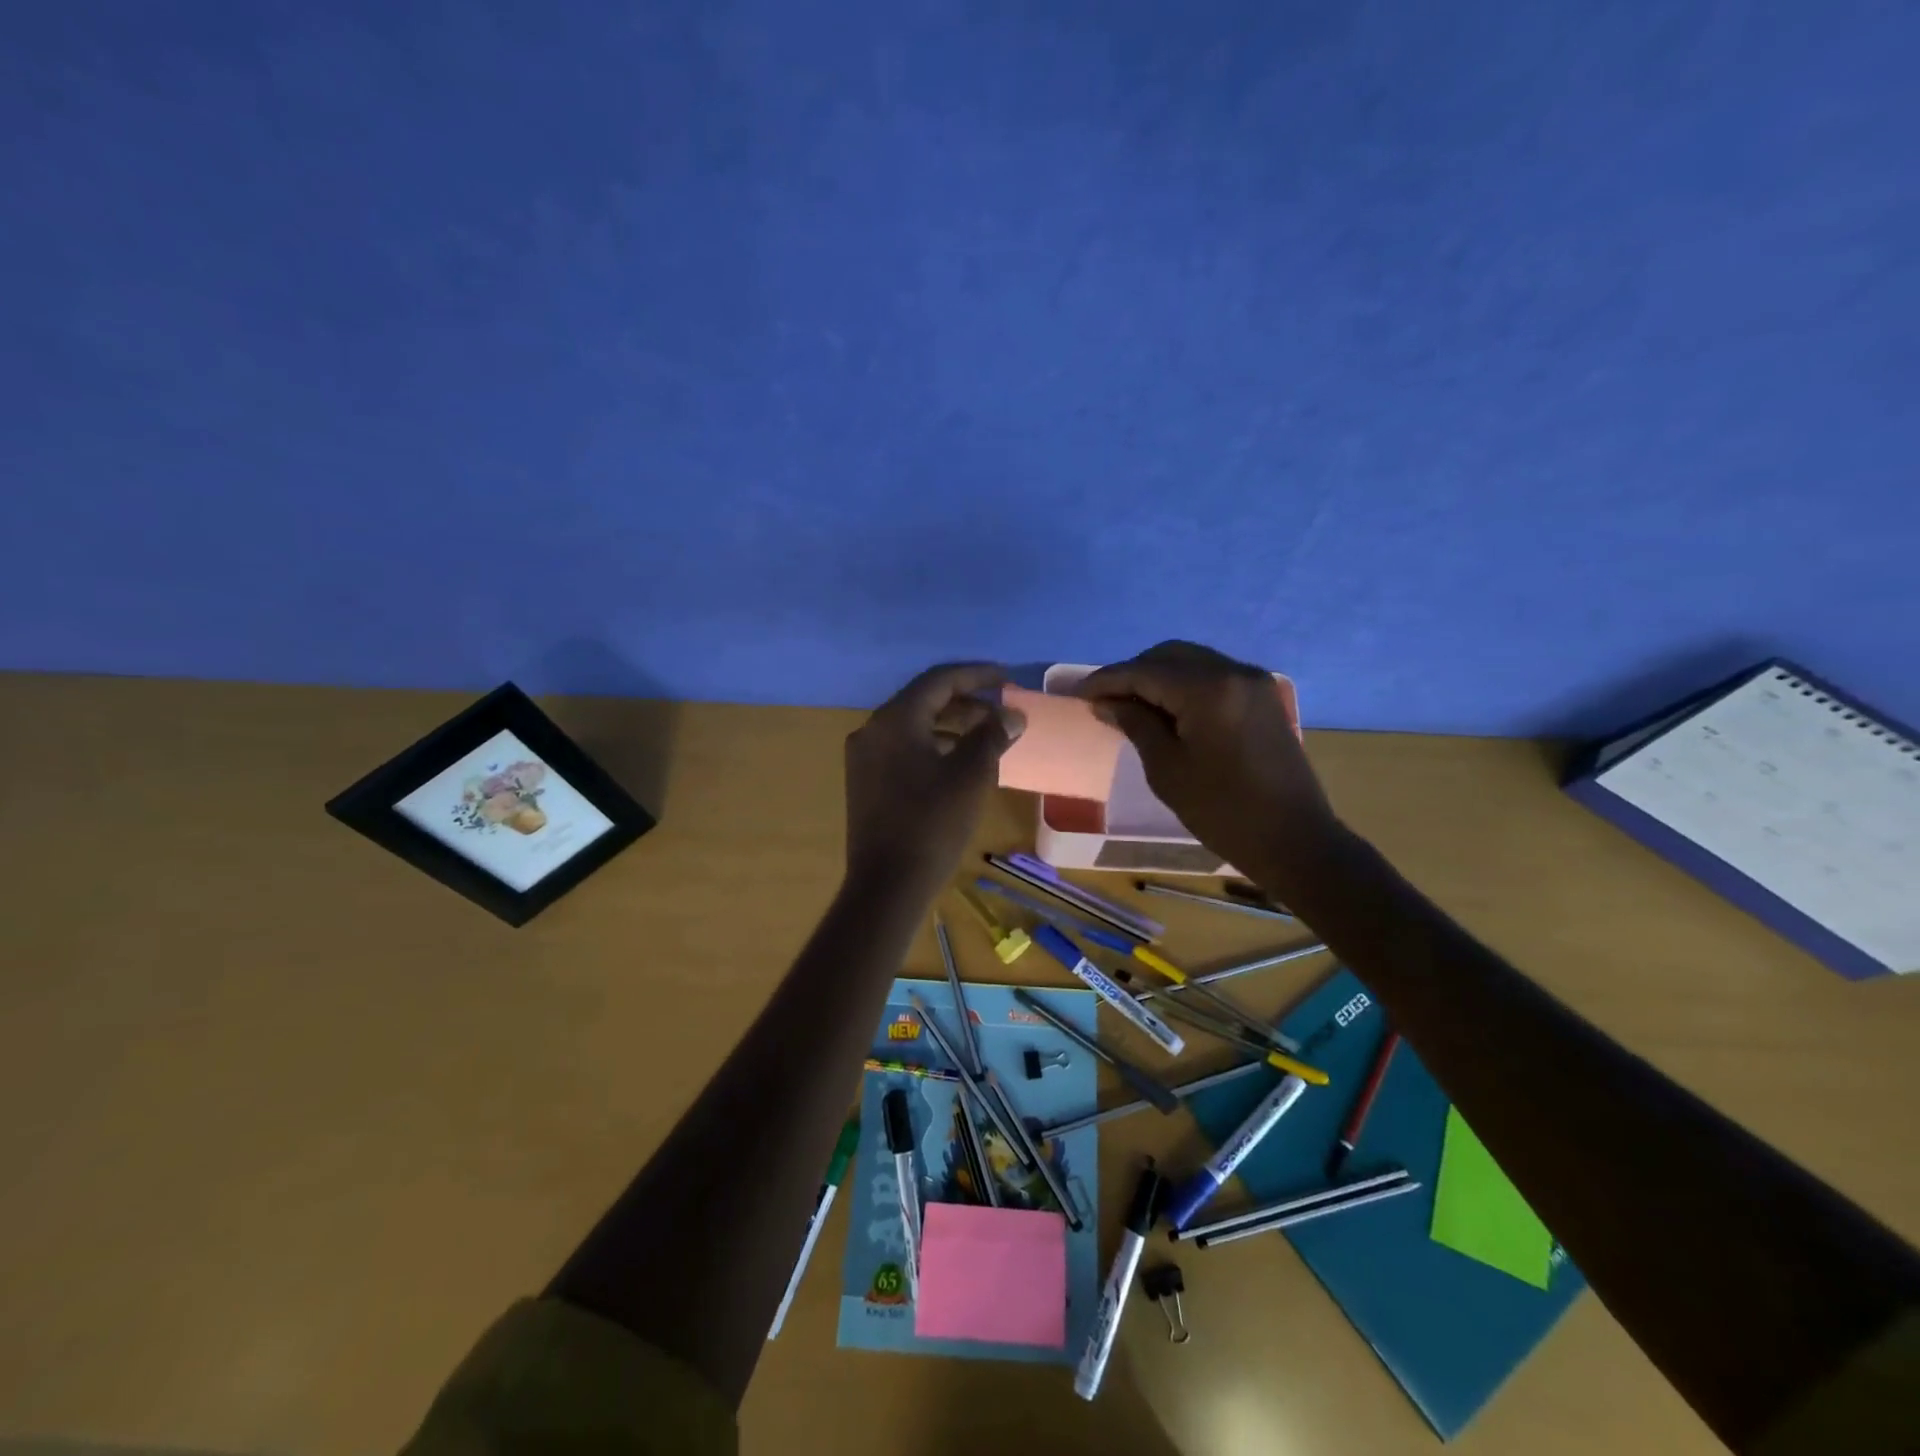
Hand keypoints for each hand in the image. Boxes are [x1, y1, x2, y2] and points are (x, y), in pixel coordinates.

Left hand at [844, 663, 1023, 892]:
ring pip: (913, 726)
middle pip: (923, 700)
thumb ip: (992, 735)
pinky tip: (958, 763)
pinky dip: (933, 746)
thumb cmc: (933, 824)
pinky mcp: (865, 782)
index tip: (1006, 677)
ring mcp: (864, 757)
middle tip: (1000, 710)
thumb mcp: (971, 775)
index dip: (976, 675)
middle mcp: (873, 730)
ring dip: (951, 725)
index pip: (939, 680)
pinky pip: (903, 749)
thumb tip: (1011, 715)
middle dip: (965, 701)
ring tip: (986, 736)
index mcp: (895, 720)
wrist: (887, 884)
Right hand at [1075, 641, 1344, 893]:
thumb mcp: (1167, 769)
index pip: (1145, 671)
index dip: (1107, 680)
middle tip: (1103, 700)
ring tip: (1131, 704)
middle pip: (1169, 655)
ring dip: (1158, 676)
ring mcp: (1253, 682)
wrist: (1295, 840)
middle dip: (1133, 672)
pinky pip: (1212, 675)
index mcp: (1208, 690)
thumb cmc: (1223, 811)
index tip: (1077, 693)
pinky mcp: (1262, 697)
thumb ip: (1136, 724)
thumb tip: (1107, 701)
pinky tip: (1166, 709)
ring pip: (1192, 661)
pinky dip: (1183, 684)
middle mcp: (1233, 672)